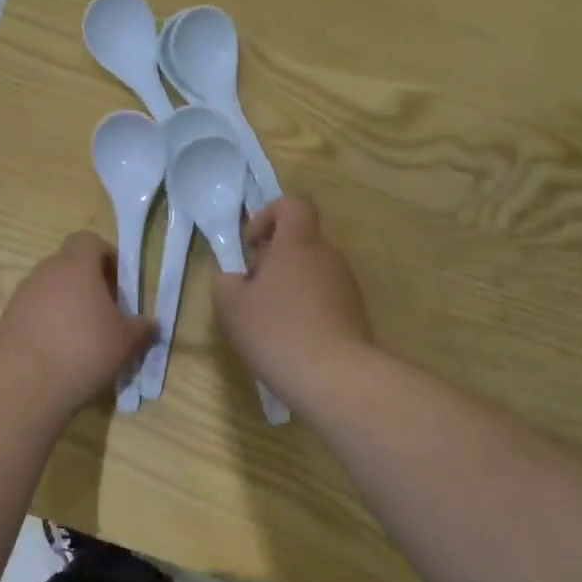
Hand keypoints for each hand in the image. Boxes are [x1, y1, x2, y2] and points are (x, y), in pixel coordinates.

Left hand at [0, 232, 155, 412]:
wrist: (24, 383)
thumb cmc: (84, 350)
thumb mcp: (126, 342)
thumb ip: (142, 328)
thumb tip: (149, 324)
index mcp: (76, 266)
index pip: (89, 241)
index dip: (106, 257)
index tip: (118, 285)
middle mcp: (45, 272)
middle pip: (69, 266)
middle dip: (88, 285)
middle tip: (105, 315)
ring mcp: (21, 295)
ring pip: (50, 291)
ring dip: (66, 307)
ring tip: (81, 340)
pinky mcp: (7, 320)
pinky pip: (33, 314)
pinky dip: (47, 326)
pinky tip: (58, 354)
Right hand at [213, 196, 372, 400]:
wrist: (332, 376)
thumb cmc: (275, 330)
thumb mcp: (230, 305)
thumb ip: (226, 280)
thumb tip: (236, 277)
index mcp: (297, 244)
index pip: (292, 205)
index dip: (268, 216)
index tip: (251, 246)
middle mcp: (327, 255)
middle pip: (300, 241)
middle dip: (273, 259)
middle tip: (251, 290)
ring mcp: (346, 284)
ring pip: (312, 271)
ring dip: (289, 286)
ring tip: (270, 320)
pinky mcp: (355, 312)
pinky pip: (325, 297)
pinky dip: (306, 308)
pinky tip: (292, 338)